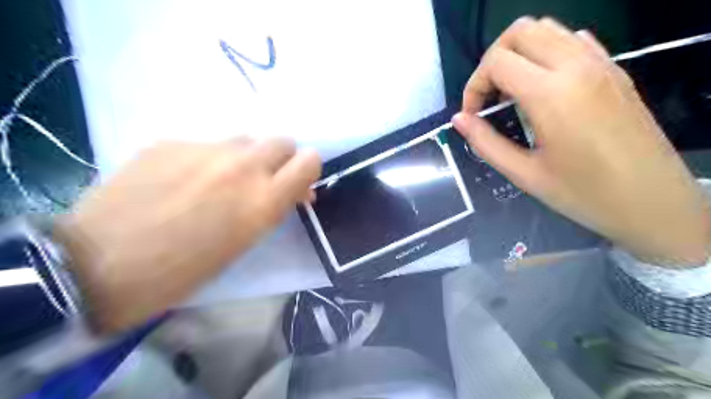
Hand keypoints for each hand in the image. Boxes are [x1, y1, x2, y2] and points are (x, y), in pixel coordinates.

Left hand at [52, 138, 319, 332]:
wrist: (98, 266)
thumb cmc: (183, 271)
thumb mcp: (244, 243)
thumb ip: (271, 207)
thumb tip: (286, 191)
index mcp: (263, 200)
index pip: (309, 161)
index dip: (307, 170)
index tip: (296, 186)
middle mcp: (242, 167)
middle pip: (282, 141)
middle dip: (280, 160)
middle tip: (262, 182)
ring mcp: (204, 149)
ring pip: (245, 140)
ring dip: (245, 158)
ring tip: (220, 182)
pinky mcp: (170, 142)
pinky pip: (205, 144)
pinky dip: (206, 160)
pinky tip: (181, 182)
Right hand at [452, 17, 707, 267]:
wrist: (653, 202)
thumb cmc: (583, 194)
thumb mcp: (524, 174)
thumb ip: (485, 142)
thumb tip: (459, 120)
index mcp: (551, 95)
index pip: (497, 62)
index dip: (474, 86)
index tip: (474, 115)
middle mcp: (576, 67)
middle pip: (520, 31)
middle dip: (493, 61)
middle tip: (489, 98)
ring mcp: (601, 64)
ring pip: (548, 29)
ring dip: (519, 53)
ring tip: (512, 92)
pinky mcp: (614, 70)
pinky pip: (574, 40)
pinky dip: (547, 53)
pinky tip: (544, 86)